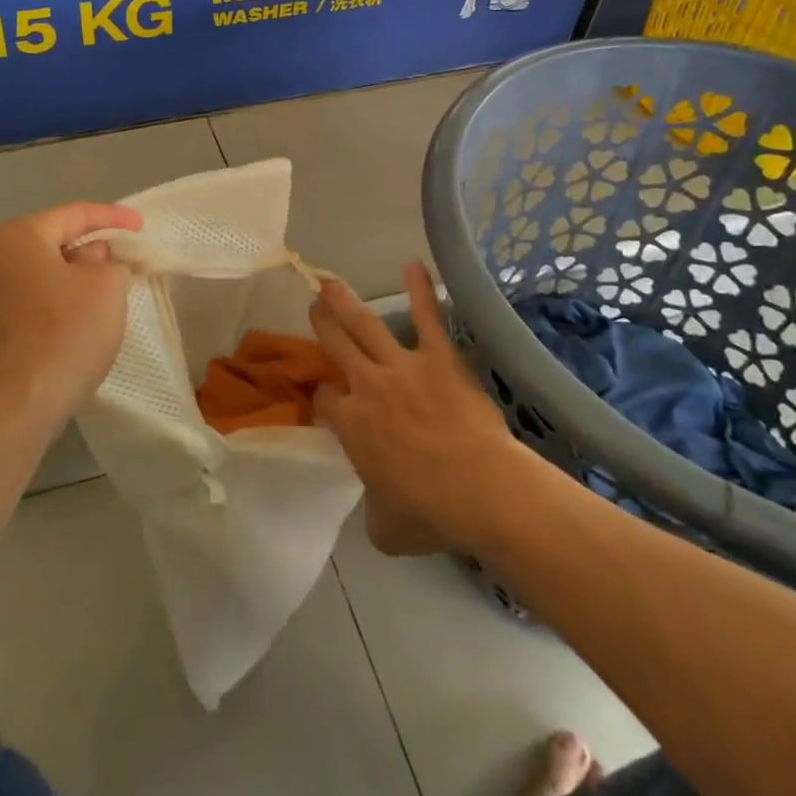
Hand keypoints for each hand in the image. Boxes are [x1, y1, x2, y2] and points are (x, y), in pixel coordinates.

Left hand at [0, 202, 142, 435]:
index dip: (113, 217)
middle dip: (90, 250)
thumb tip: (93, 257)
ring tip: (105, 293)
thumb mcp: (105, 287)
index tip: (140, 227)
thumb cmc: (64, 334)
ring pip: (40, 274)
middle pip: (52, 242)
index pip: (74, 214)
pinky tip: (76, 323)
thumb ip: (108, 260)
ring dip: (72, 279)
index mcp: (18, 236)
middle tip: (123, 260)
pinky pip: (28, 302)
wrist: (13, 408)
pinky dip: (55, 304)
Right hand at [310, 263, 520, 555]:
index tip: (328, 400)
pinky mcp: (438, 357)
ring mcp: (402, 367)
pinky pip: (428, 317)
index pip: (324, 400)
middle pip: (335, 347)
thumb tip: (375, 507)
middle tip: (313, 307)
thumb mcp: (386, 529)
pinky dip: (421, 291)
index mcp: (350, 425)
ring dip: (345, 303)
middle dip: (321, 326)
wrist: (481, 490)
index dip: (323, 398)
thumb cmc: (431, 512)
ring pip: (364, 325)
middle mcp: (367, 386)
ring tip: (330, 284)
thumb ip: (371, 510)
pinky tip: (414, 266)